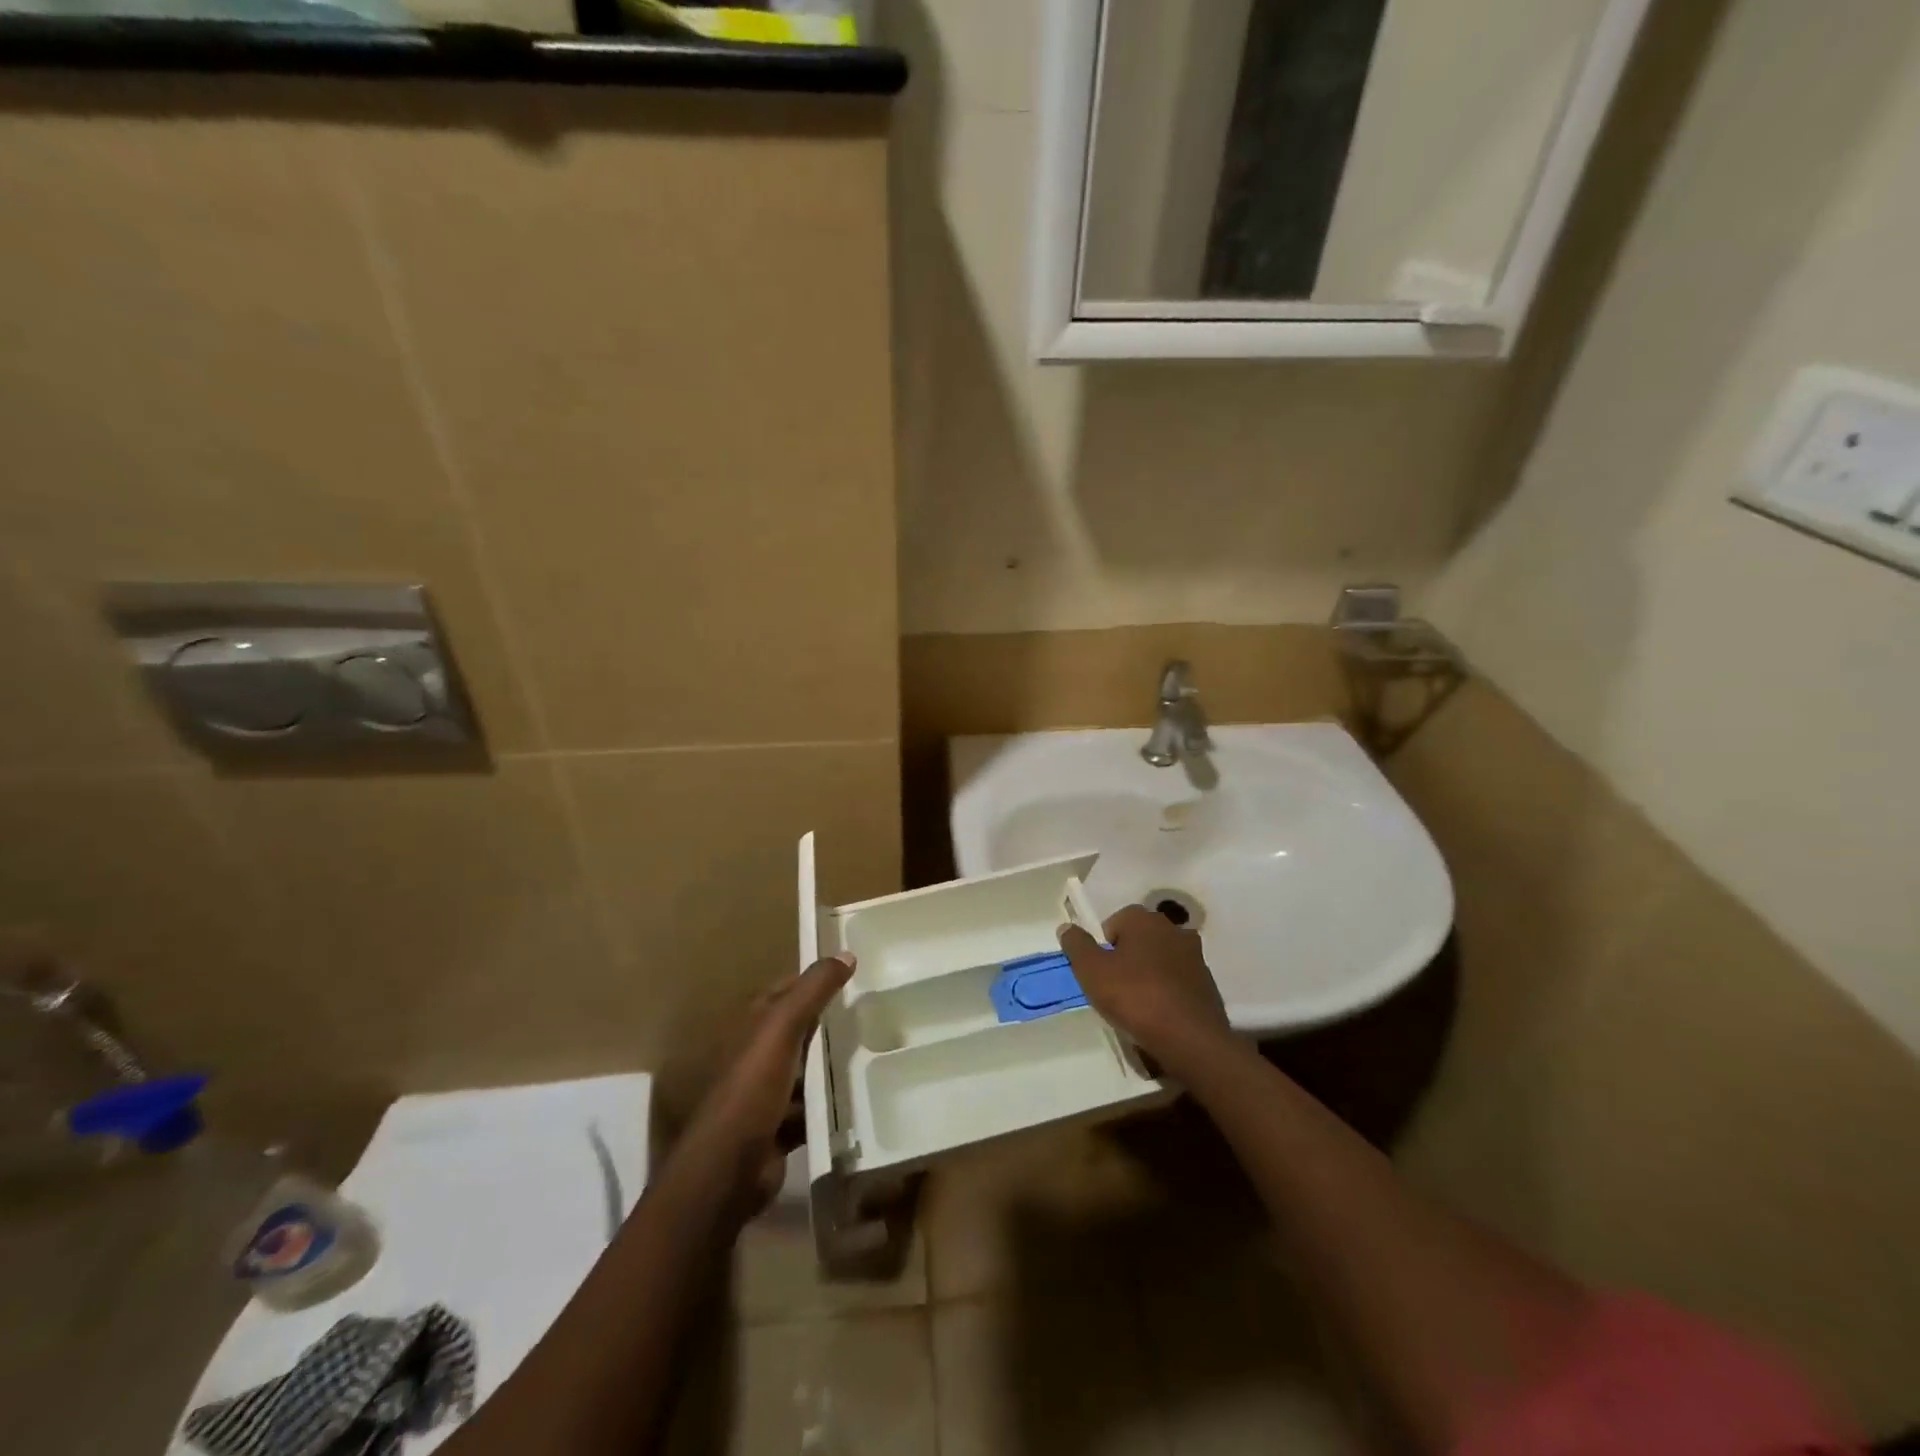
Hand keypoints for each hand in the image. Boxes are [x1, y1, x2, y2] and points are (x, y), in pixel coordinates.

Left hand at [680, 953, 853, 1214]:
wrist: (728, 1169)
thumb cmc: (752, 1088)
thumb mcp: (782, 1028)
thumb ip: (813, 990)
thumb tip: (846, 953)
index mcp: (753, 1026)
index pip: (786, 991)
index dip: (814, 981)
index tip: (853, 973)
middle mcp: (757, 1056)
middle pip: (798, 1031)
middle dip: (829, 1023)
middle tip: (873, 1013)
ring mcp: (766, 1095)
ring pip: (805, 1072)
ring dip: (831, 1067)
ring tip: (874, 1054)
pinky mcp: (779, 1129)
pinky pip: (810, 1110)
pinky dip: (829, 1107)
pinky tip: (858, 1101)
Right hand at [1059, 905, 1230, 1072]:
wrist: (1190, 1038)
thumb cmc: (1135, 997)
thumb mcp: (1091, 971)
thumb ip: (1076, 945)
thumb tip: (1067, 928)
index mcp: (1144, 919)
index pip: (1114, 923)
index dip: (1103, 948)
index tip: (1100, 973)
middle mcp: (1173, 928)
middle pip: (1139, 939)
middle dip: (1126, 958)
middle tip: (1115, 989)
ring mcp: (1195, 955)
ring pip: (1160, 959)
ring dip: (1148, 974)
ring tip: (1138, 1005)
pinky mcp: (1208, 982)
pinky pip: (1177, 980)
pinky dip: (1167, 991)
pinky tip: (1160, 1015)